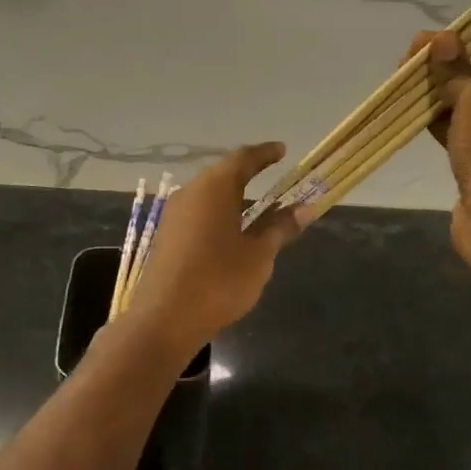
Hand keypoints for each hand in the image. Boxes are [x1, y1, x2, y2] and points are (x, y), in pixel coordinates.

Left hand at [125, 144, 300, 348]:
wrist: (165, 318)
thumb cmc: (219, 281)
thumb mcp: (258, 255)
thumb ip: (280, 227)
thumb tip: (305, 208)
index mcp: (214, 188)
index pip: (244, 158)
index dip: (265, 154)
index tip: (282, 150)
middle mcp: (191, 193)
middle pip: (223, 174)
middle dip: (248, 173)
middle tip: (272, 175)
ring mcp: (175, 214)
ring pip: (208, 194)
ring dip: (232, 196)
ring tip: (256, 205)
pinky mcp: (167, 236)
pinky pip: (198, 213)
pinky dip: (218, 213)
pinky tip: (231, 230)